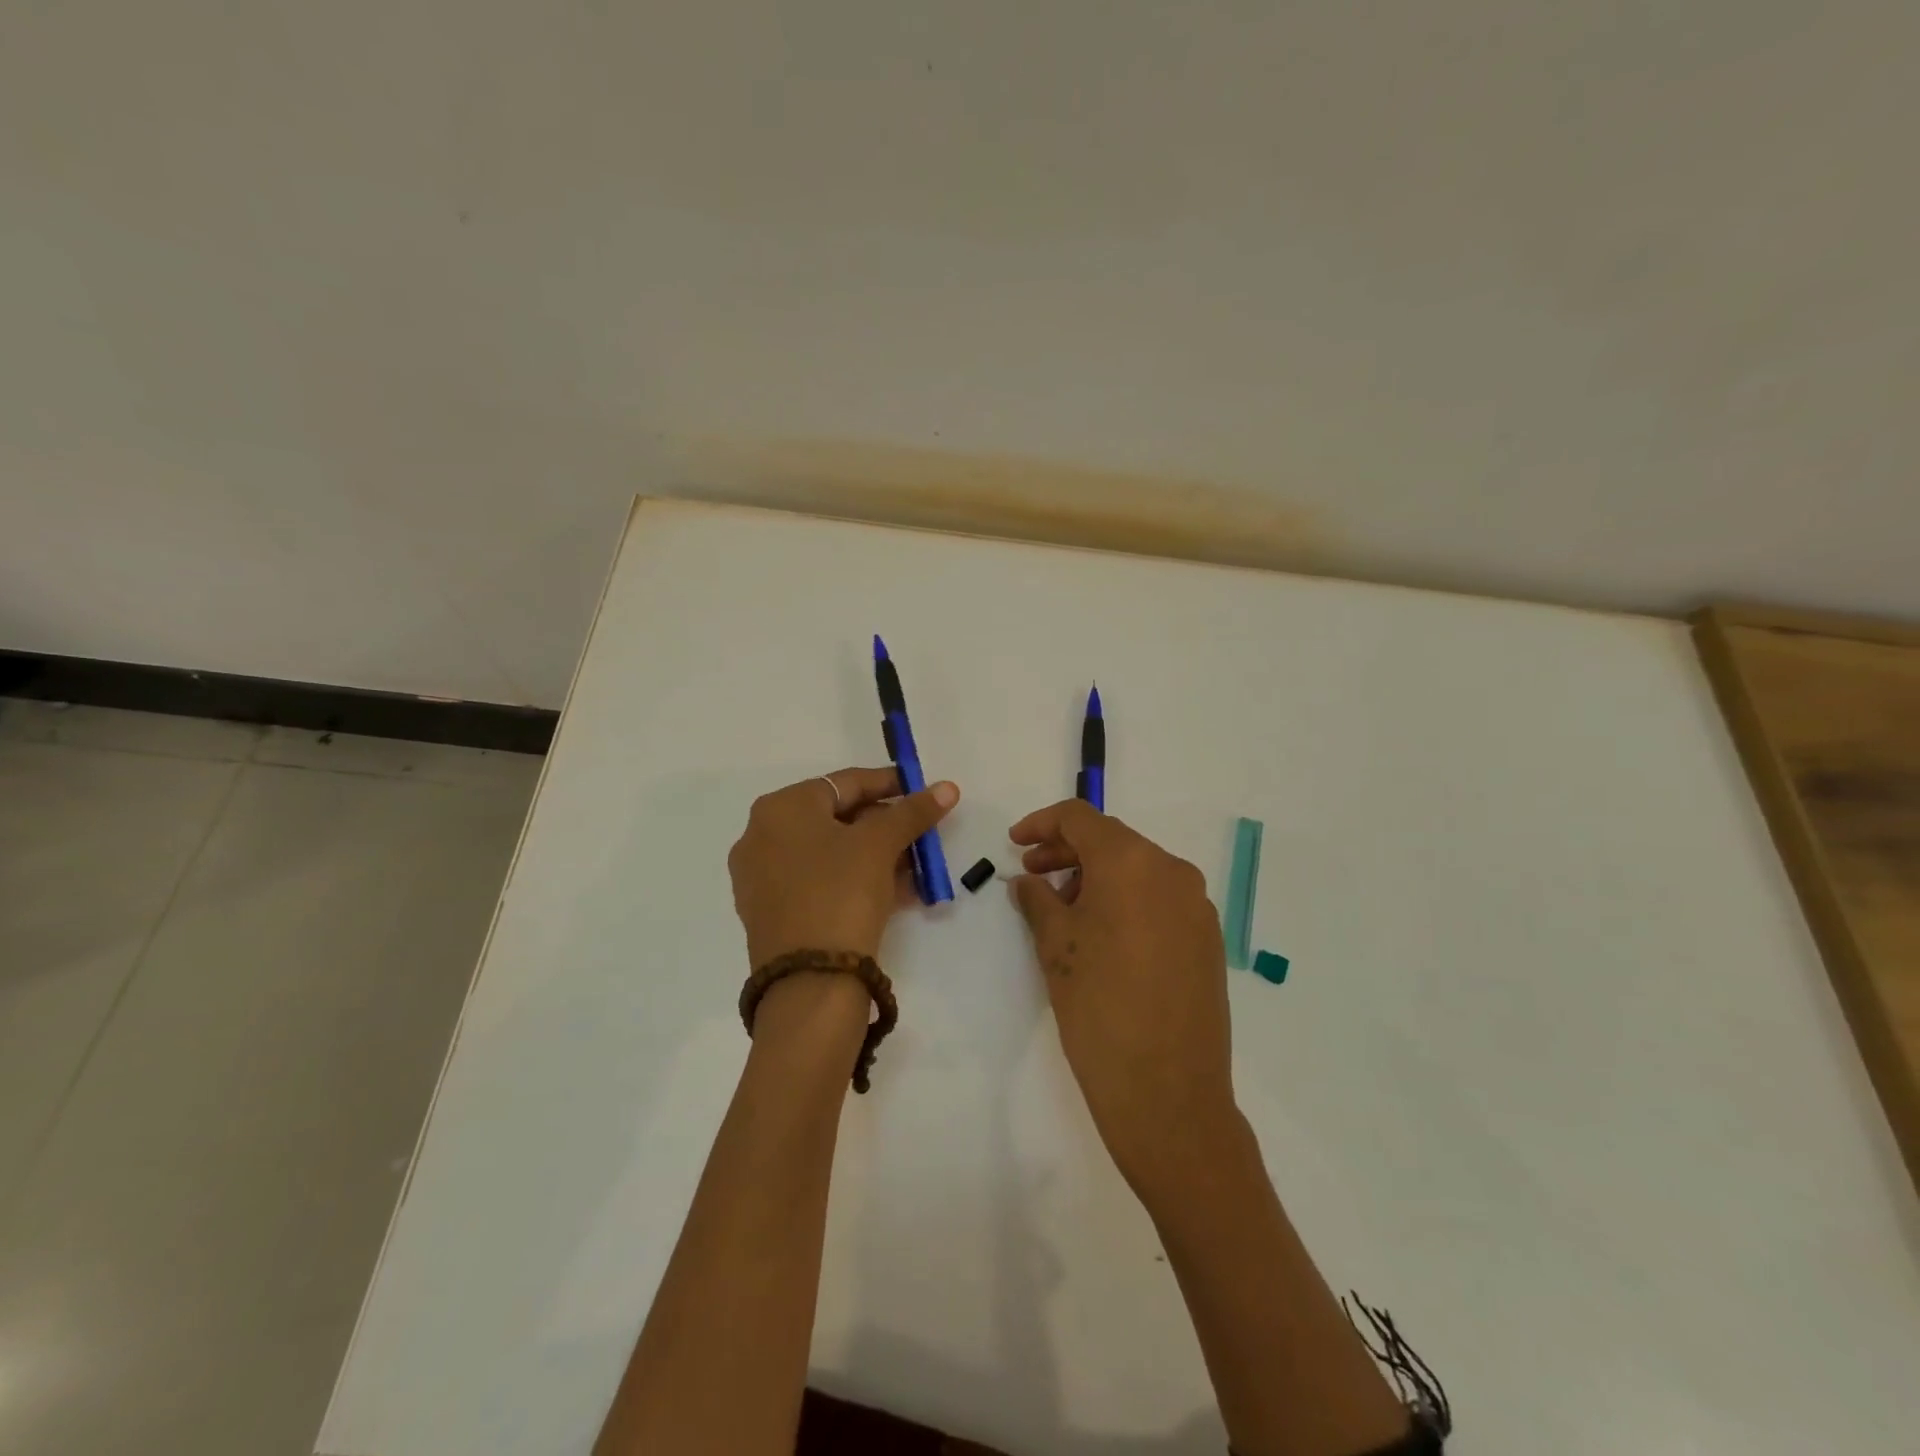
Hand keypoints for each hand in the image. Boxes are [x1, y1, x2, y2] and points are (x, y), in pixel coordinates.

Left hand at [729, 768, 958, 968]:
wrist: (809, 983)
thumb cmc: (841, 893)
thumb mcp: (881, 845)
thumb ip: (913, 812)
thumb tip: (947, 787)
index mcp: (781, 808)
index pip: (845, 782)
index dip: (890, 783)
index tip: (923, 790)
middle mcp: (762, 836)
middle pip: (837, 817)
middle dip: (885, 825)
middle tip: (922, 833)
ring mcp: (763, 877)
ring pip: (831, 853)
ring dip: (876, 855)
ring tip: (917, 866)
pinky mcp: (773, 912)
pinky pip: (821, 881)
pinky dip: (856, 879)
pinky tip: (896, 891)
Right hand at [1010, 800, 1236, 1197]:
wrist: (1168, 1093)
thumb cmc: (1099, 1007)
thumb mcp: (1055, 946)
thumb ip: (1038, 899)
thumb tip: (1030, 881)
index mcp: (1132, 862)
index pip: (1081, 819)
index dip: (1042, 824)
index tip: (1015, 845)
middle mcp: (1172, 871)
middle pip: (1112, 842)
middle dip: (1067, 852)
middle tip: (1032, 876)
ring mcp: (1196, 906)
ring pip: (1137, 870)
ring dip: (1096, 878)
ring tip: (1063, 911)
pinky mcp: (1207, 939)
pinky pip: (1159, 899)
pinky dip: (1125, 901)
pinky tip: (1101, 934)